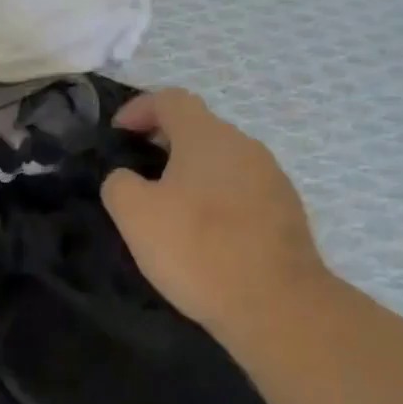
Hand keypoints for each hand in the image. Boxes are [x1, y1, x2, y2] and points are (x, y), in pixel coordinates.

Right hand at [102, 89, 329, 348]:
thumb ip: (119, 183)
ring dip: (191, 174)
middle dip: (163, 143)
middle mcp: (244, 146)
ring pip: (221, 161)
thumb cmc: (197, 249)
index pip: (170, 99)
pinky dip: (215, 199)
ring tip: (168, 209)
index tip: (117, 134)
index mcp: (206, 137)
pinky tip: (203, 235)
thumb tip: (128, 178)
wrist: (275, 304)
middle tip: (137, 175)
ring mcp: (272, 178)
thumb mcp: (134, 214)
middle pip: (198, 129)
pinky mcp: (286, 211)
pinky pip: (240, 190)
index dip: (139, 108)